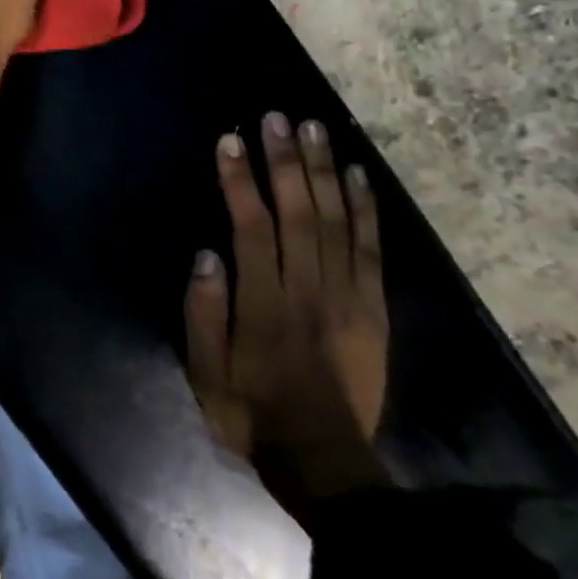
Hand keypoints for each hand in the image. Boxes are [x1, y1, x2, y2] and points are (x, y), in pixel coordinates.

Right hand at [185, 113, 390, 508]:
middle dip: (285, 161)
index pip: (252, 228)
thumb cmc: (252, 412)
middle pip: (298, 212)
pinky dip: (366, 209)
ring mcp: (346, 296)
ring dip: (324, 171)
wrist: (325, 460)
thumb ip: (204, 314)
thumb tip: (208, 254)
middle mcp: (307, 290)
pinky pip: (371, 250)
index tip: (231, 141)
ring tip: (314, 129)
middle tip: (276, 118)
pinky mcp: (373, 308)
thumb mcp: (206, 374)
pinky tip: (357, 174)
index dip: (241, 181)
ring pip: (336, 221)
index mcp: (265, 305)